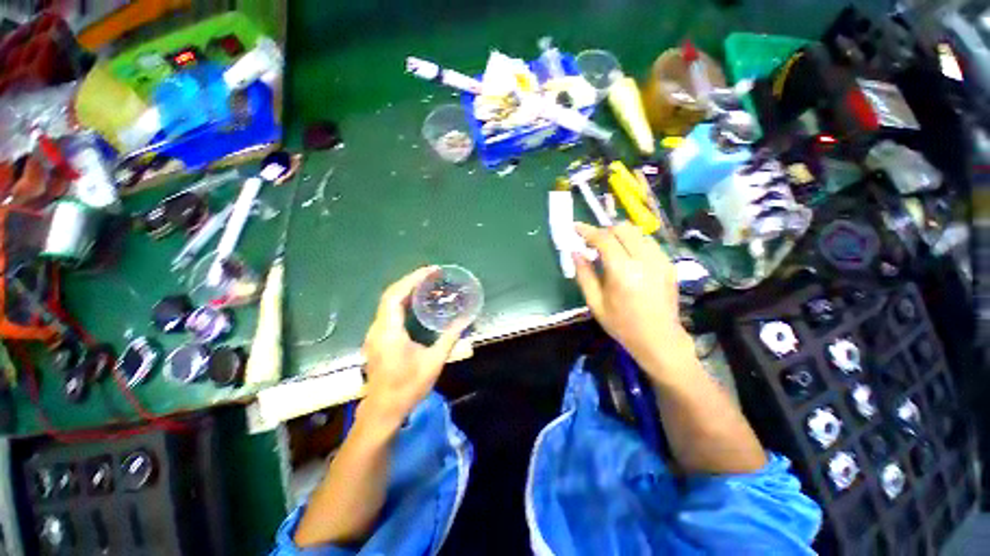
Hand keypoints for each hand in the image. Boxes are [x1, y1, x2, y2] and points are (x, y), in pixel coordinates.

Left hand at [360, 267, 467, 428]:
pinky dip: (402, 301)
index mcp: (389, 331)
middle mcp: (378, 328)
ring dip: (406, 290)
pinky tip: (416, 303)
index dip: (413, 279)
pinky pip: (388, 312)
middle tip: (432, 275)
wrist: (383, 410)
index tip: (431, 271)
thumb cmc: (408, 386)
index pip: (396, 295)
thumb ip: (450, 338)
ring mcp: (375, 333)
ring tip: (427, 284)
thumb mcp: (434, 362)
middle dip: (411, 280)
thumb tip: (465, 319)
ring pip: (388, 302)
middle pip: (390, 295)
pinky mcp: (377, 338)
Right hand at [573, 222, 691, 379]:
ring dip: (619, 235)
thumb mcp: (595, 302)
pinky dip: (633, 242)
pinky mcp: (669, 263)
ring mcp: (660, 260)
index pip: (604, 239)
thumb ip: (583, 274)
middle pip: (623, 229)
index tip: (575, 227)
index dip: (587, 230)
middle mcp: (644, 260)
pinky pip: (648, 242)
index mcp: (623, 272)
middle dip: (604, 230)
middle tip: (592, 242)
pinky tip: (627, 257)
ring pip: (637, 232)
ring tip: (609, 249)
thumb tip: (574, 252)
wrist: (659, 339)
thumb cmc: (622, 324)